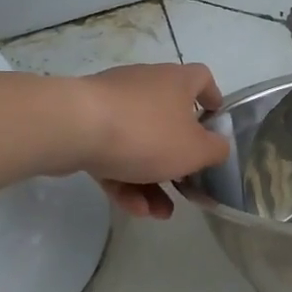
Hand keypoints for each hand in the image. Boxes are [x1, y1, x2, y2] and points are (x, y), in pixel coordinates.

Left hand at [74, 63, 230, 218]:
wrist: (73, 128)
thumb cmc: (146, 133)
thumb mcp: (195, 150)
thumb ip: (215, 151)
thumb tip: (219, 147)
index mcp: (176, 82)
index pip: (201, 78)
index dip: (212, 97)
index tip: (215, 119)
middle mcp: (146, 85)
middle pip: (169, 120)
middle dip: (178, 159)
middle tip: (186, 184)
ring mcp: (112, 104)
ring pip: (140, 144)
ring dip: (152, 180)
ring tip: (158, 213)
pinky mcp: (85, 124)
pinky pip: (113, 153)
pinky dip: (125, 179)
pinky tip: (132, 208)